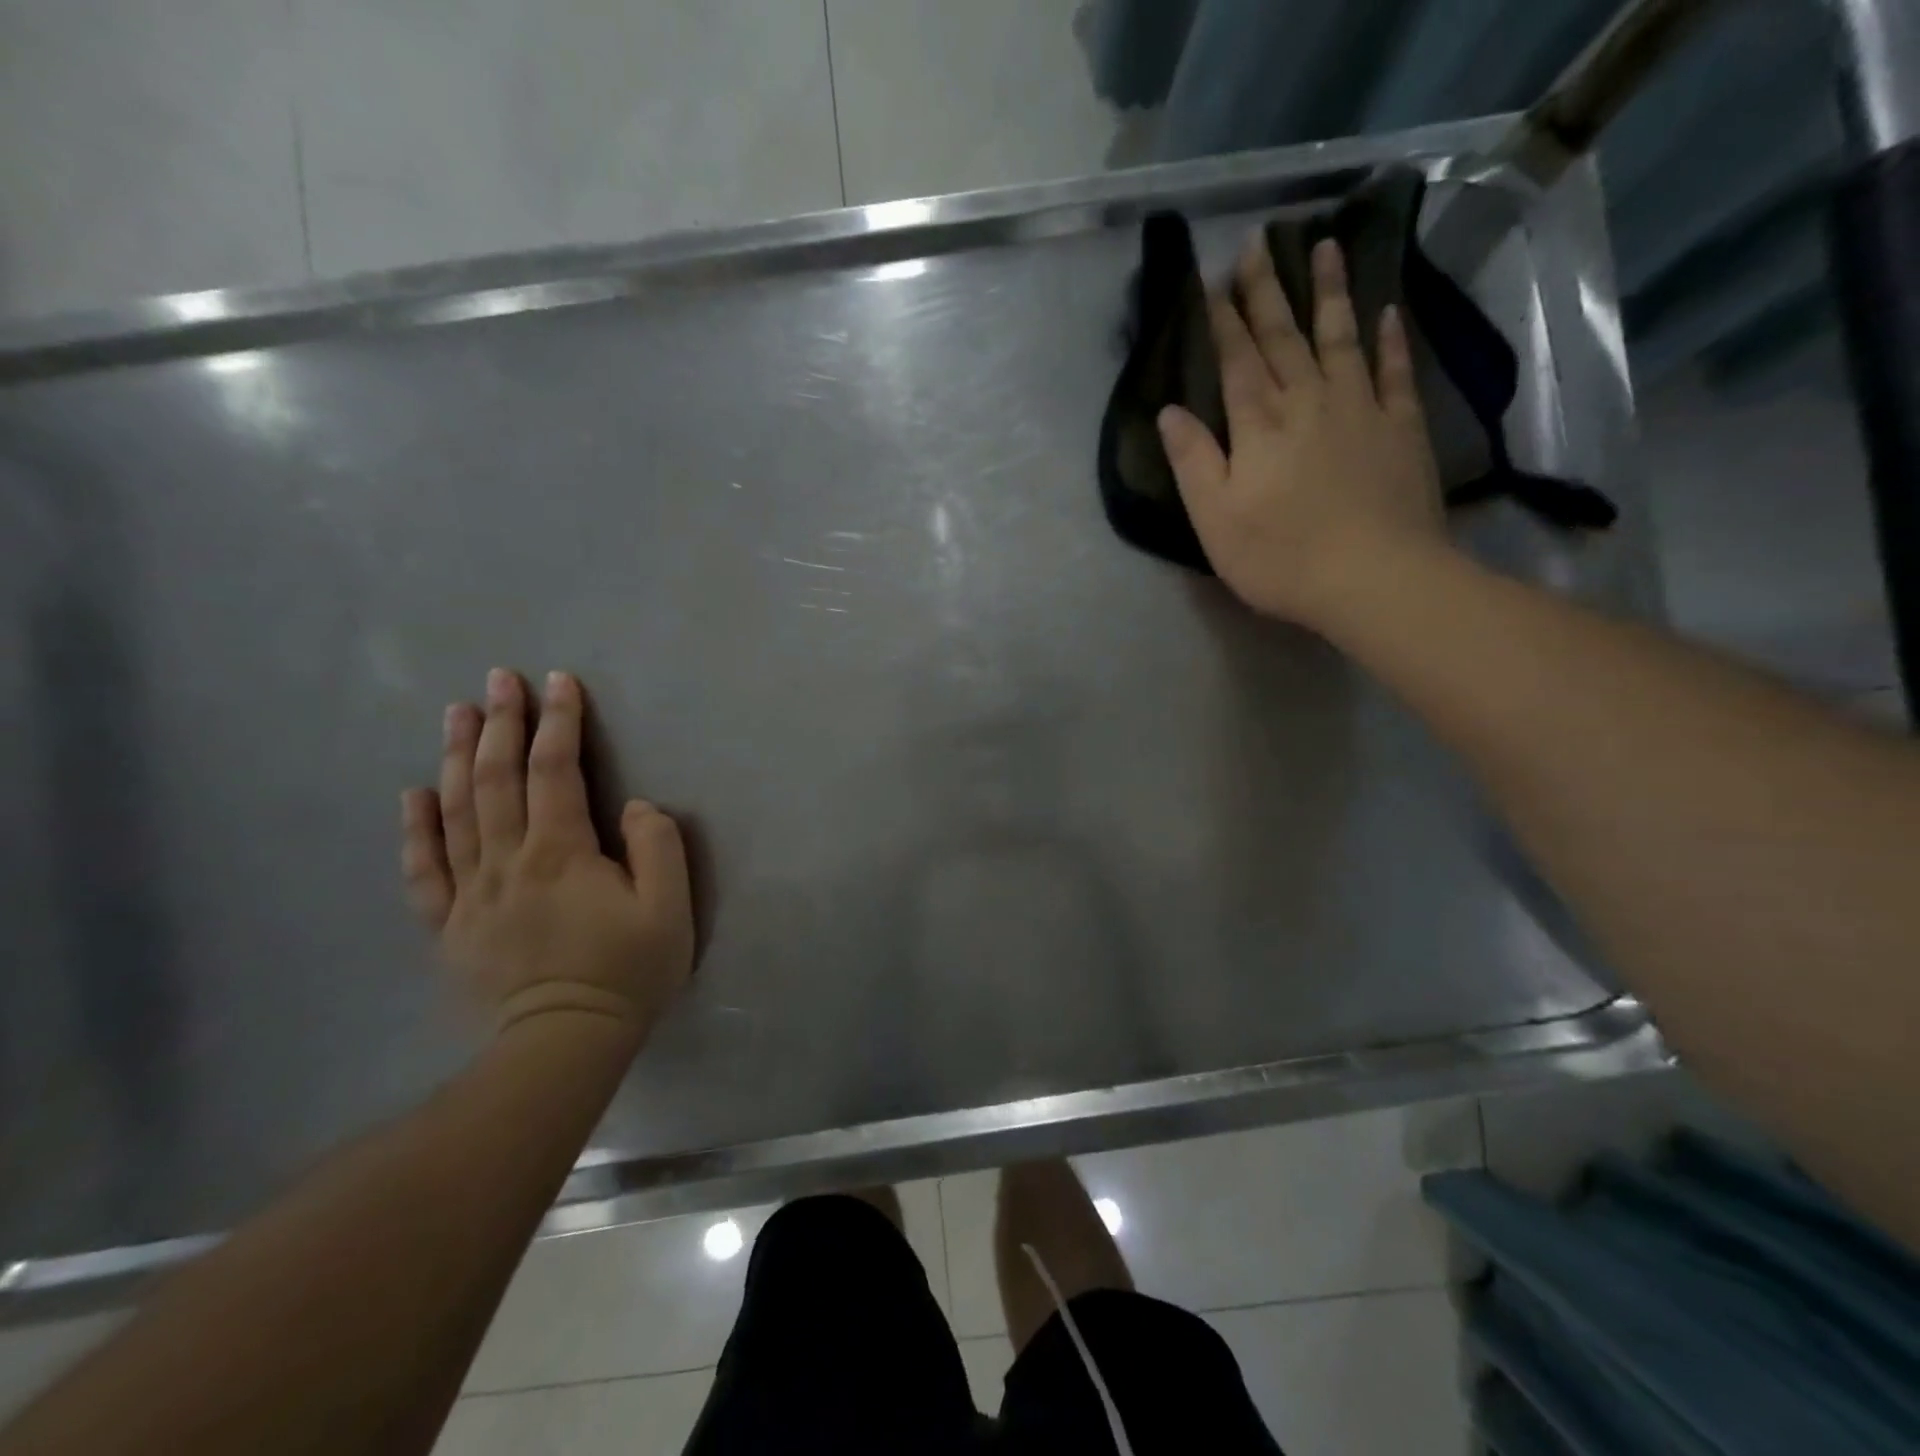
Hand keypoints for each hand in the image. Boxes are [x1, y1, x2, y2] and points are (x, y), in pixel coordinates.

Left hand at [400, 669, 693, 1044]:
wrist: (563, 1044)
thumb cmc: (627, 972)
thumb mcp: (669, 908)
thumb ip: (657, 847)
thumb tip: (633, 806)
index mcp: (561, 852)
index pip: (556, 771)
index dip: (559, 722)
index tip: (559, 682)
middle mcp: (508, 860)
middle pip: (496, 778)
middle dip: (500, 723)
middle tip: (500, 679)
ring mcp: (470, 893)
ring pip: (455, 811)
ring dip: (454, 756)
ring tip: (456, 712)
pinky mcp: (449, 925)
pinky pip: (424, 869)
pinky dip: (415, 828)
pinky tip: (412, 794)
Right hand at [1157, 235, 1447, 627]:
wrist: (1374, 578)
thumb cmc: (1281, 557)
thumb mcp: (1215, 520)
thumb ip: (1193, 461)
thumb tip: (1169, 411)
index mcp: (1259, 426)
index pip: (1236, 361)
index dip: (1222, 320)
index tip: (1213, 278)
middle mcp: (1308, 402)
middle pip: (1283, 338)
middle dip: (1266, 291)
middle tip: (1258, 242)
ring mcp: (1360, 410)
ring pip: (1340, 338)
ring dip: (1329, 292)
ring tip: (1323, 247)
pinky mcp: (1401, 428)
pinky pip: (1395, 371)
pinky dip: (1390, 339)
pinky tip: (1387, 312)